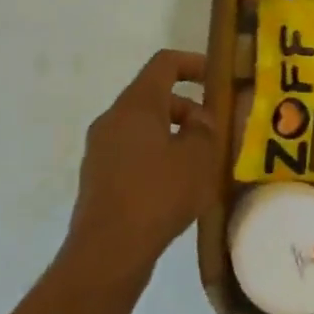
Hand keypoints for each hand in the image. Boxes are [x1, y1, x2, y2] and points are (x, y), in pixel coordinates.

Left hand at [62, 49, 217, 286]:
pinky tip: (175, 187)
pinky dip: (156, 157)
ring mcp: (100, 148)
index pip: (164, 64)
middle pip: (153, 97)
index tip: (216, 78)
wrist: (108, 250)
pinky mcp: (98, 176)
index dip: (193, 63)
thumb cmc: (157, 194)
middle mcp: (112, 118)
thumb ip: (205, 130)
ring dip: (173, 135)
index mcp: (136, 104)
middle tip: (214, 133)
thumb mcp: (197, 159)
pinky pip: (132, 152)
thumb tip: (200, 119)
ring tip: (199, 164)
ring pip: (143, 127)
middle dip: (188, 108)